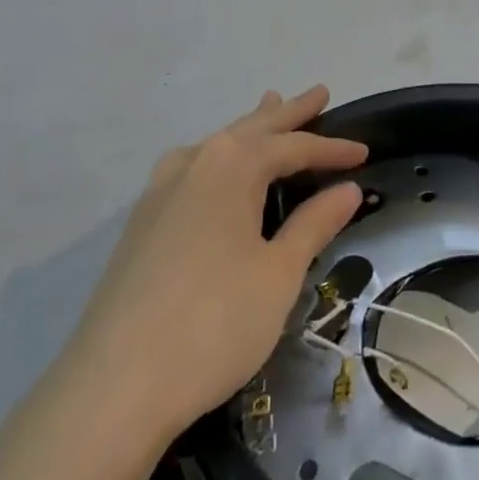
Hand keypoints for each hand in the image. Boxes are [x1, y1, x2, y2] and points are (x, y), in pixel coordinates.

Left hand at [61, 87, 367, 444]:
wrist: (114, 387)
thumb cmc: (214, 323)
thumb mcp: (278, 273)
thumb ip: (313, 224)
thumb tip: (348, 188)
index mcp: (231, 166)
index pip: (293, 147)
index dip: (331, 149)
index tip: (364, 153)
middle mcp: (193, 164)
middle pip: (251, 129)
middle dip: (288, 113)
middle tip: (318, 93)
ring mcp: (159, 192)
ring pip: (217, 144)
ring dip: (250, 128)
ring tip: (269, 105)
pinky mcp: (141, 223)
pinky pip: (192, 168)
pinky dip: (220, 156)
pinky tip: (215, 166)